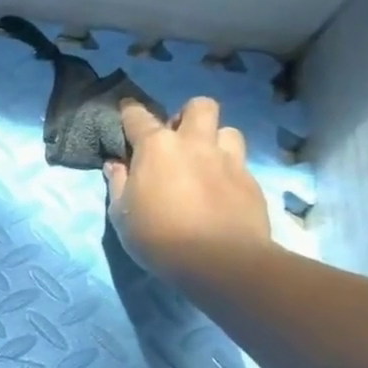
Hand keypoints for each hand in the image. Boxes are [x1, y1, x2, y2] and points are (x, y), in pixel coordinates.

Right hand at [105, 98, 272, 281]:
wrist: (220, 261)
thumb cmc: (158, 236)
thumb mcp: (122, 215)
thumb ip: (119, 184)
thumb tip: (116, 165)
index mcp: (156, 148)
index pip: (139, 117)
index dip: (130, 112)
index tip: (126, 111)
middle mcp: (195, 144)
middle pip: (199, 106)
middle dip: (187, 115)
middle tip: (178, 138)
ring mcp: (228, 160)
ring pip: (227, 130)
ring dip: (214, 140)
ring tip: (204, 161)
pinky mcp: (251, 181)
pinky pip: (240, 162)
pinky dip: (227, 169)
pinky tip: (220, 190)